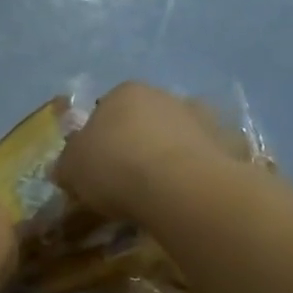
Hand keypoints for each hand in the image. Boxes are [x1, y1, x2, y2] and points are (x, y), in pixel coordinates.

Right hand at [53, 82, 253, 223]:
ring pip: (176, 138)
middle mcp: (164, 96)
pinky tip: (186, 199)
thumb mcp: (72, 170)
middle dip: (136, 146)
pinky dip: (195, 175)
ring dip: (169, 158)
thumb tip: (65, 169)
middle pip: (144, 121)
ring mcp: (200, 118)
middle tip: (127, 183)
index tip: (97, 170)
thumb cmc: (115, 167)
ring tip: (160, 196)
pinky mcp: (227, 144)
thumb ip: (67, 165)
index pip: (105, 112)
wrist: (180, 187)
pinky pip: (203, 160)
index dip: (99, 141)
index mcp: (124, 92)